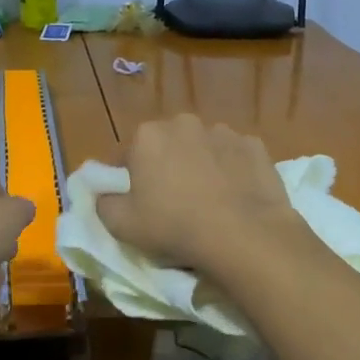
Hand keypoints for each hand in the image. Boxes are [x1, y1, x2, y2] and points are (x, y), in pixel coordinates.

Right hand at [95, 115, 302, 274]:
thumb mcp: (122, 225)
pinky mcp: (255, 146)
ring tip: (209, 201)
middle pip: (167, 145)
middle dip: (167, 166)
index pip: (128, 155)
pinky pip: (235, 157)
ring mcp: (223, 132)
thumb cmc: (174, 227)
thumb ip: (104, 203)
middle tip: (173, 202)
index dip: (130, 180)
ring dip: (201, 165)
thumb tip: (105, 195)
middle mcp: (184, 123)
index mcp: (147, 136)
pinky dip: (233, 170)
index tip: (138, 202)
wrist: (244, 235)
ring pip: (203, 148)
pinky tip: (236, 196)